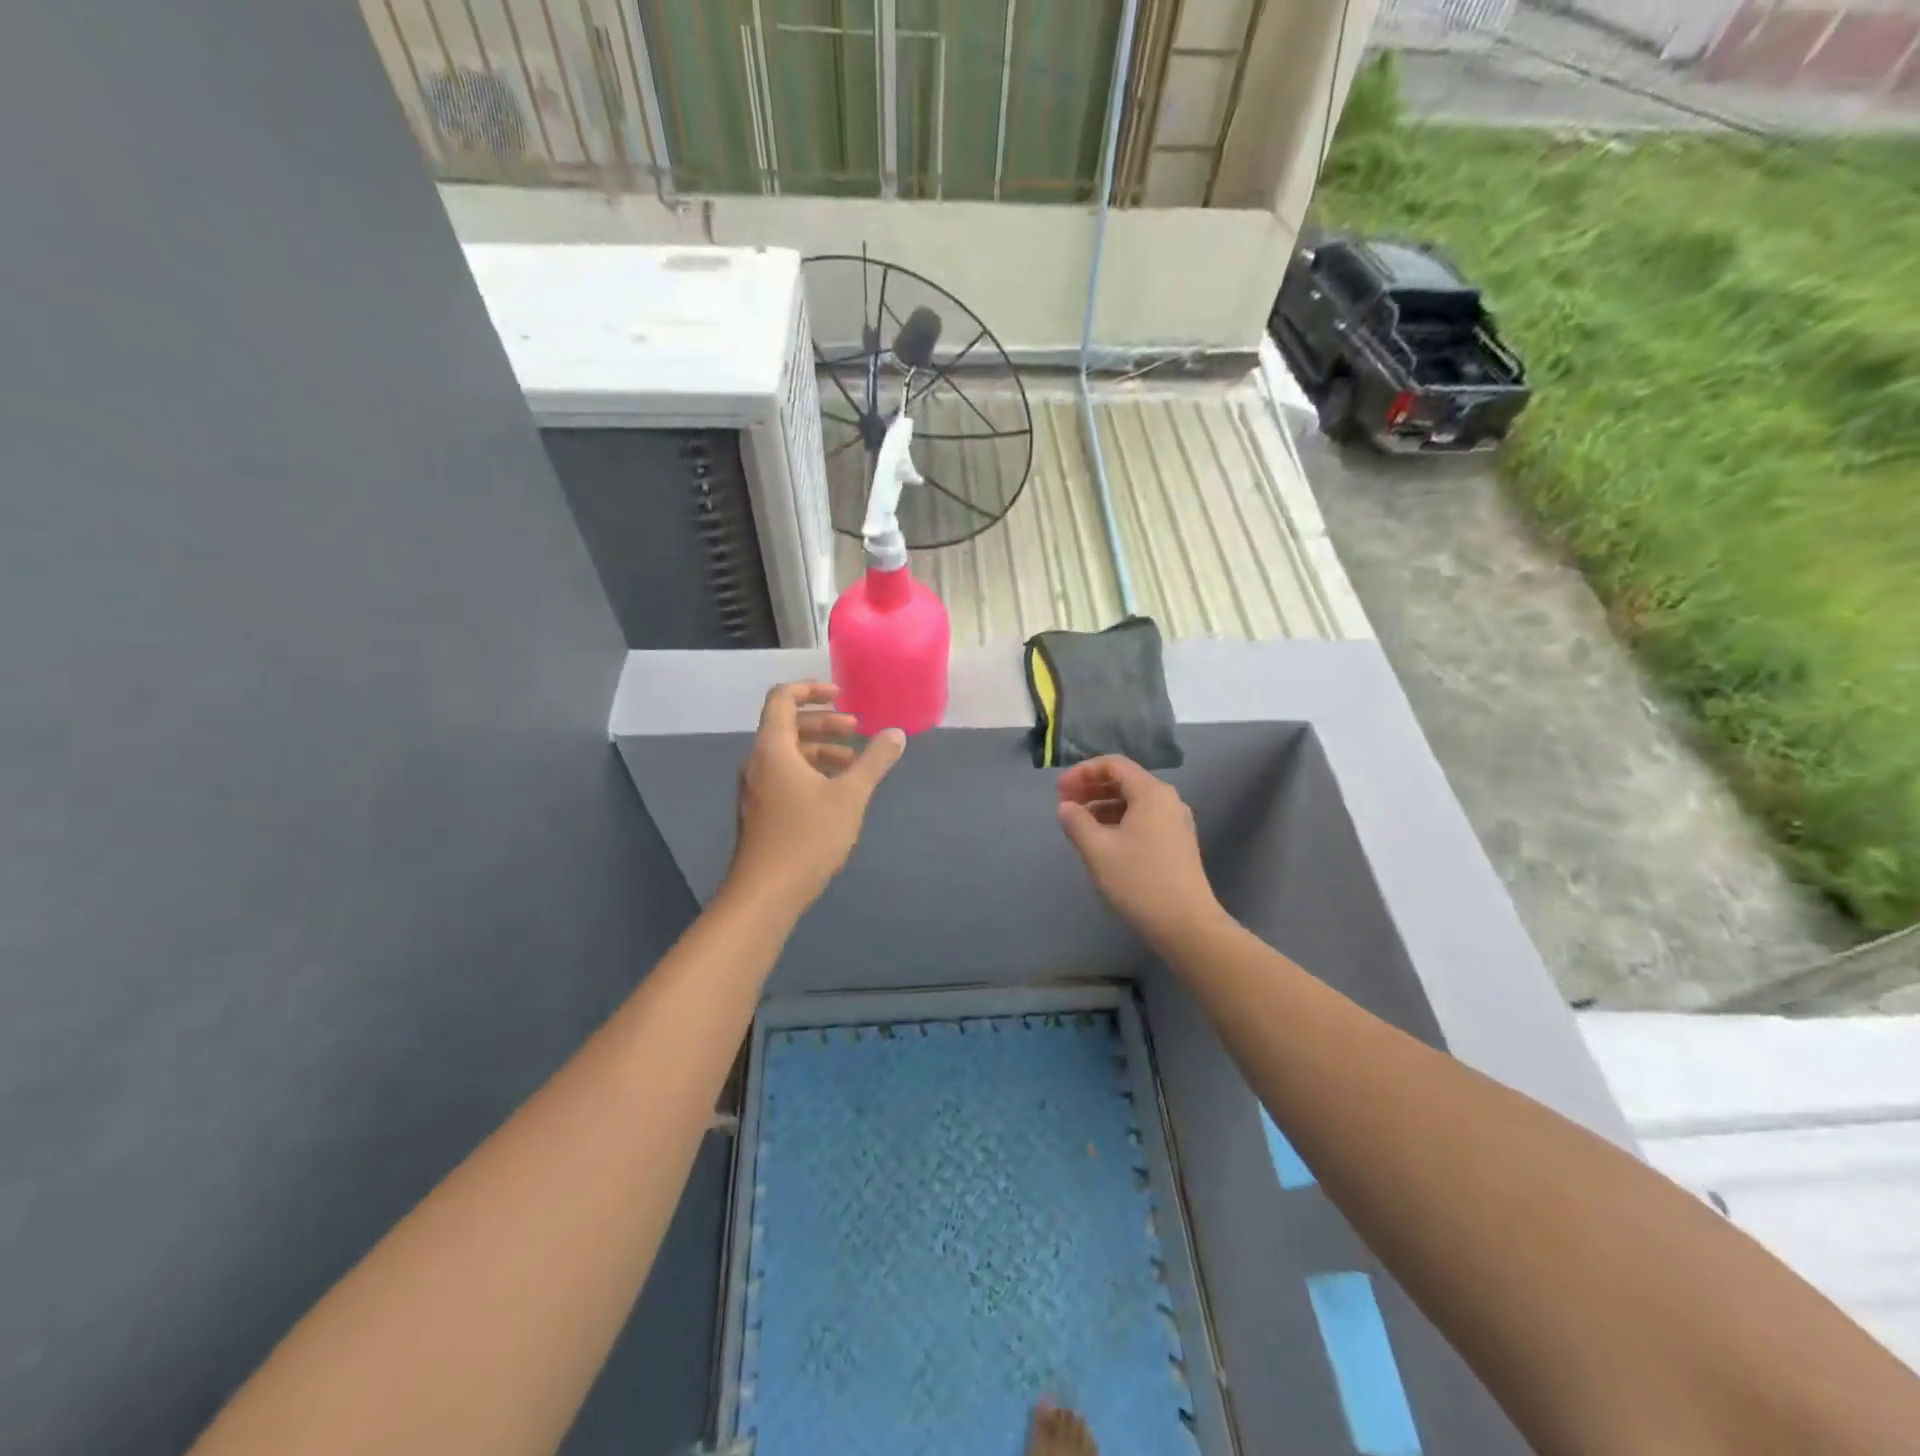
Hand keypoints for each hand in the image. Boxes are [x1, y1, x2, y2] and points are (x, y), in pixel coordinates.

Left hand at [724, 682, 904, 917]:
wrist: (766, 892)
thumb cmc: (807, 837)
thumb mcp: (850, 796)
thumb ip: (874, 761)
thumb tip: (896, 734)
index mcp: (773, 748)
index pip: (782, 699)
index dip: (810, 689)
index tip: (840, 695)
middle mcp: (758, 762)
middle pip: (787, 725)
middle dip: (824, 722)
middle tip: (856, 729)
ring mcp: (755, 788)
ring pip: (787, 753)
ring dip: (820, 749)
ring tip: (853, 763)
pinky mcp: (759, 810)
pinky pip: (784, 775)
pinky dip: (809, 770)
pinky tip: (835, 792)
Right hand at [1057, 756, 1225, 952]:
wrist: (1186, 925)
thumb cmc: (1139, 881)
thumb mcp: (1098, 850)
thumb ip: (1077, 822)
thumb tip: (1066, 807)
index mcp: (1151, 793)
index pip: (1113, 765)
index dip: (1082, 772)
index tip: (1059, 791)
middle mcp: (1168, 800)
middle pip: (1125, 780)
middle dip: (1091, 788)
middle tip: (1064, 804)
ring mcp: (1176, 822)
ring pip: (1133, 801)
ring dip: (1103, 805)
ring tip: (1078, 823)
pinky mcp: (1177, 843)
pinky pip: (1143, 819)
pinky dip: (1118, 820)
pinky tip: (1102, 840)